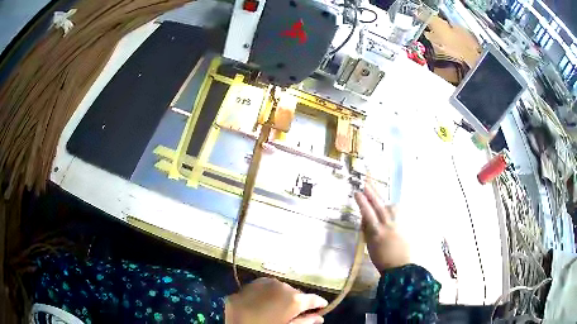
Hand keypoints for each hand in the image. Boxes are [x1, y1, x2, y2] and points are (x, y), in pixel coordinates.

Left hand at [225, 277, 327, 323]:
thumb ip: (305, 322)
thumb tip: (320, 318)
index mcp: (294, 299)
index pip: (314, 299)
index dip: (319, 303)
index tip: (322, 307)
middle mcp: (281, 286)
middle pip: (296, 293)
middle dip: (298, 301)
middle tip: (295, 312)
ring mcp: (263, 283)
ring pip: (279, 288)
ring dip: (281, 296)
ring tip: (277, 307)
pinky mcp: (247, 285)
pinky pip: (263, 287)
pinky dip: (267, 294)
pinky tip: (263, 302)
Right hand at [354, 182, 409, 271]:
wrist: (400, 266)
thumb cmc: (381, 258)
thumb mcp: (369, 245)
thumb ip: (367, 230)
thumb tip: (365, 217)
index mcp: (377, 231)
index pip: (367, 212)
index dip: (362, 202)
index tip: (357, 192)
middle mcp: (388, 224)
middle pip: (379, 205)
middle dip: (372, 192)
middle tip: (366, 182)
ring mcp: (398, 223)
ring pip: (390, 206)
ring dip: (383, 201)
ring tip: (377, 198)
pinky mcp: (405, 224)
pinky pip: (397, 211)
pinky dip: (392, 208)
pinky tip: (390, 209)